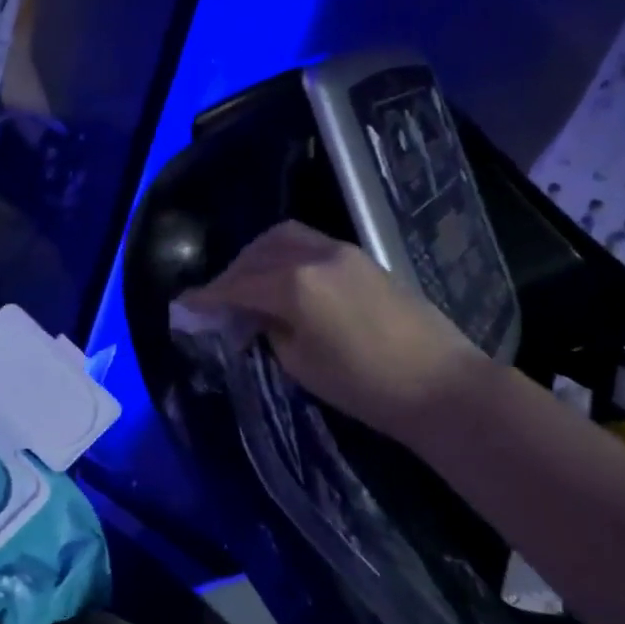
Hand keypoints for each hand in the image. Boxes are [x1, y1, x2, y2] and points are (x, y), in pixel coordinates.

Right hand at [183, 221, 483, 437]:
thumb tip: (252, 316)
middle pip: (257, 252)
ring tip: (248, 286)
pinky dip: (283, 257)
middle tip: (217, 301)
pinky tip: (282, 282)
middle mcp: (314, 255)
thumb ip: (267, 329)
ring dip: (257, 257)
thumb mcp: (299, 363)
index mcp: (294, 284)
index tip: (184, 306)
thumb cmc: (363, 385)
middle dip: (231, 273)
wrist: (439, 384)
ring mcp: (342, 251)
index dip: (207, 297)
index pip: (237, 284)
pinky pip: (308, 244)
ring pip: (284, 238)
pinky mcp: (362, 258)